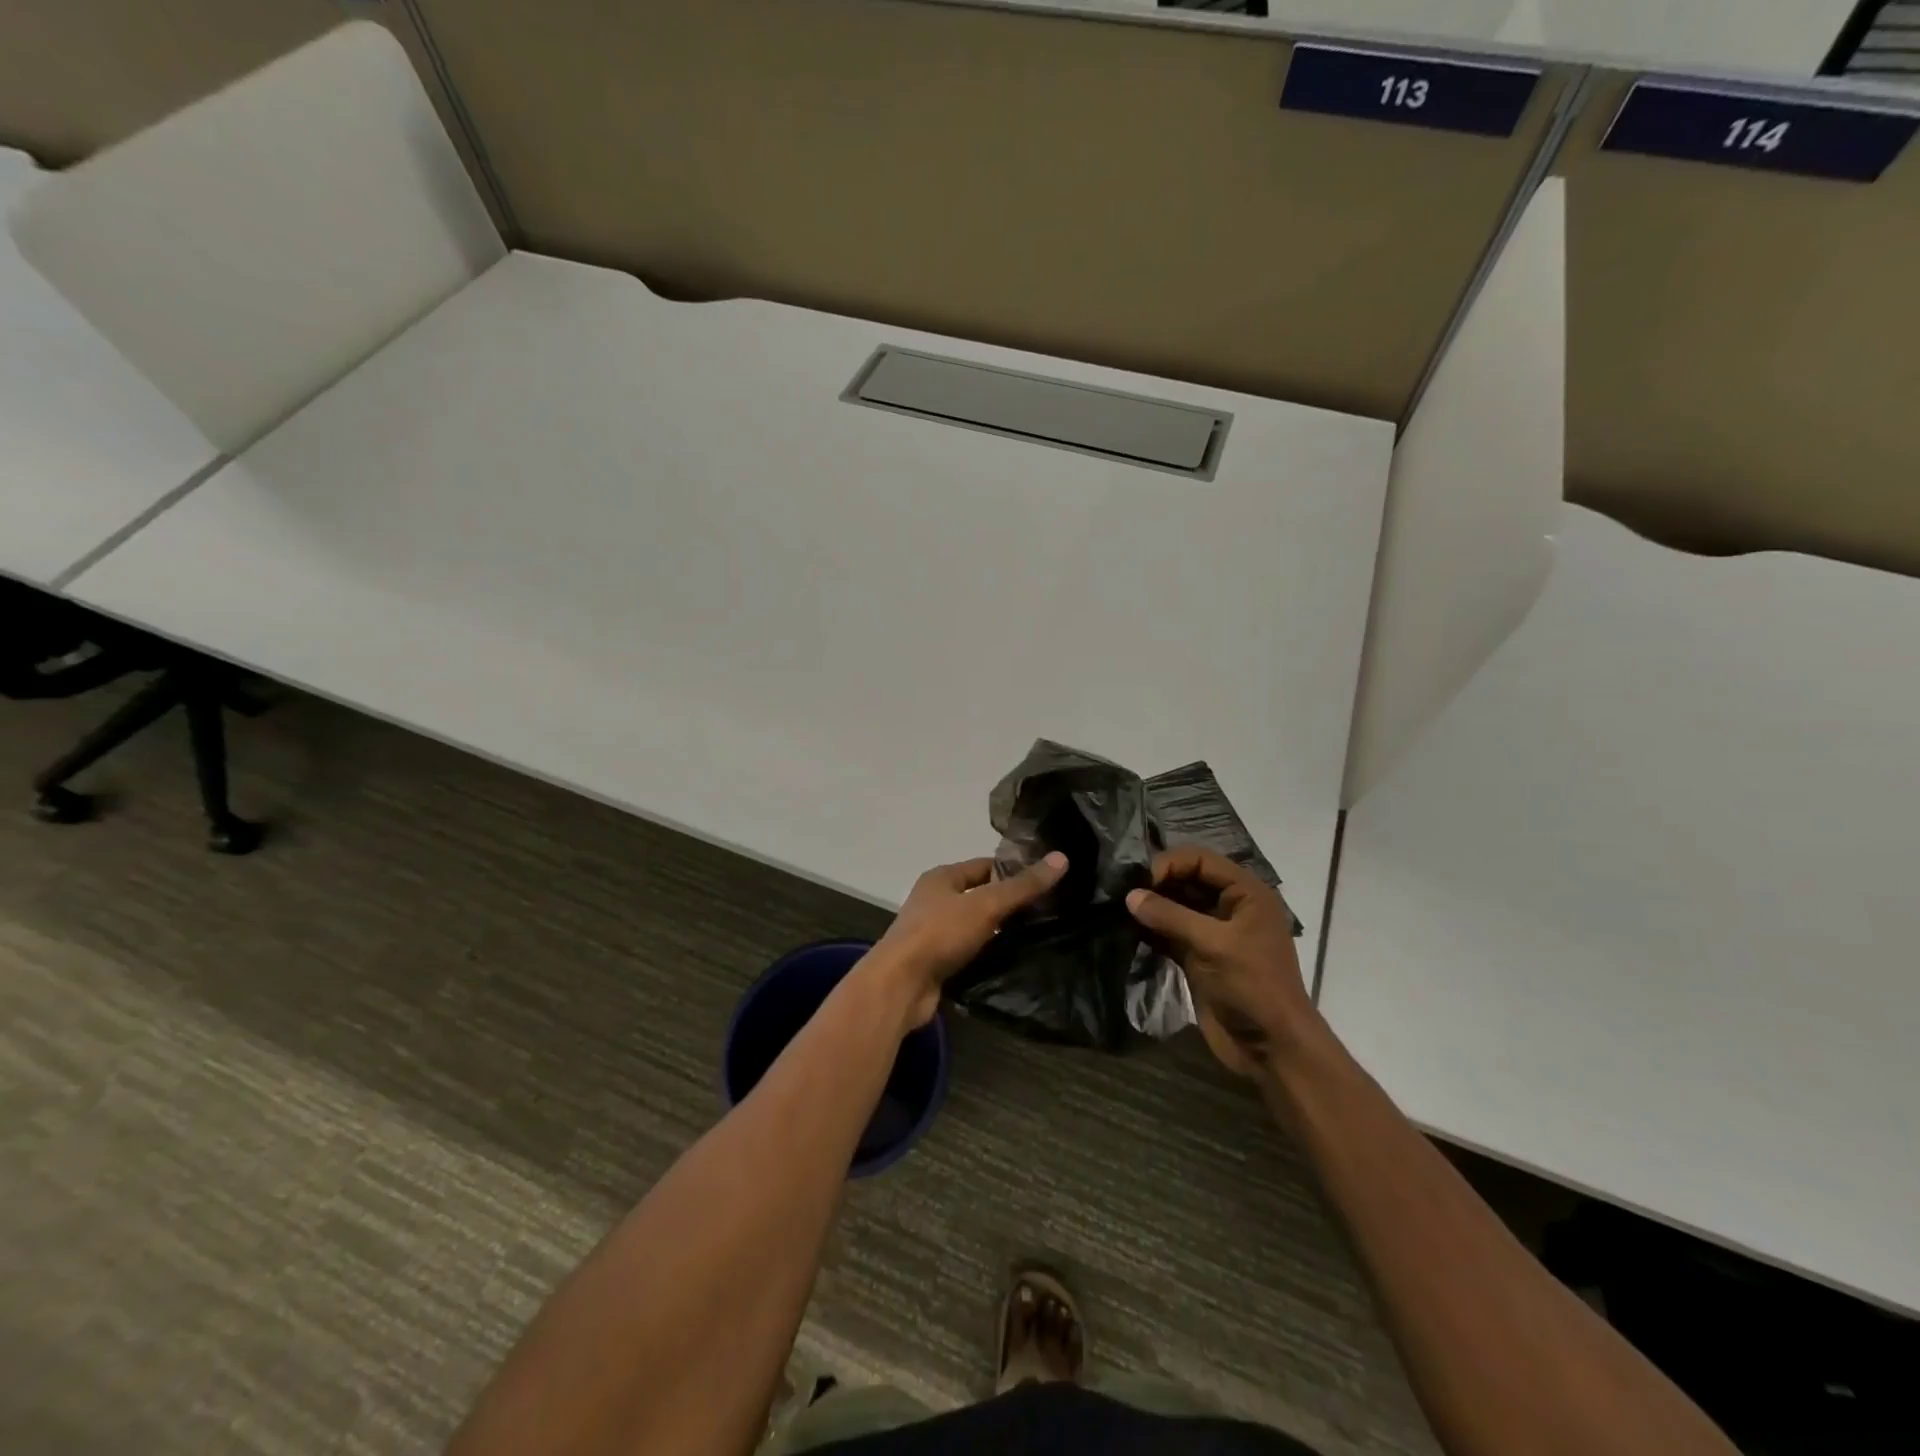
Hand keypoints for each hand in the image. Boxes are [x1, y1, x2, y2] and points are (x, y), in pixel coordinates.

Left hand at [866, 854, 1068, 1027]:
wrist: (900, 985)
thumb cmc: (940, 933)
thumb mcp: (986, 905)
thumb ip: (1023, 886)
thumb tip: (1062, 858)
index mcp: (941, 878)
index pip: (985, 866)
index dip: (1013, 870)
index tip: (1045, 880)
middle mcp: (934, 901)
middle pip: (979, 896)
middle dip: (1008, 903)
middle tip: (1047, 911)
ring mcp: (933, 933)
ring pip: (975, 926)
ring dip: (998, 931)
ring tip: (1036, 937)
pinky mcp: (935, 963)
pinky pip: (968, 952)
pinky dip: (986, 955)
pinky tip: (1010, 962)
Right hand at [1126, 847, 1314, 1076]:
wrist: (1271, 1048)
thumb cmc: (1253, 986)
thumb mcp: (1214, 945)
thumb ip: (1170, 916)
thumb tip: (1130, 895)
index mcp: (1246, 893)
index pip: (1200, 860)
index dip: (1169, 864)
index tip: (1140, 881)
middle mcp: (1229, 907)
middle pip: (1186, 880)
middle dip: (1156, 884)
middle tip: (1123, 893)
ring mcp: (1213, 933)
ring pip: (1175, 907)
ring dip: (1150, 907)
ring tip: (1119, 909)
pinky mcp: (1198, 957)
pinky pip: (1169, 933)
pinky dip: (1150, 930)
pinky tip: (1127, 930)